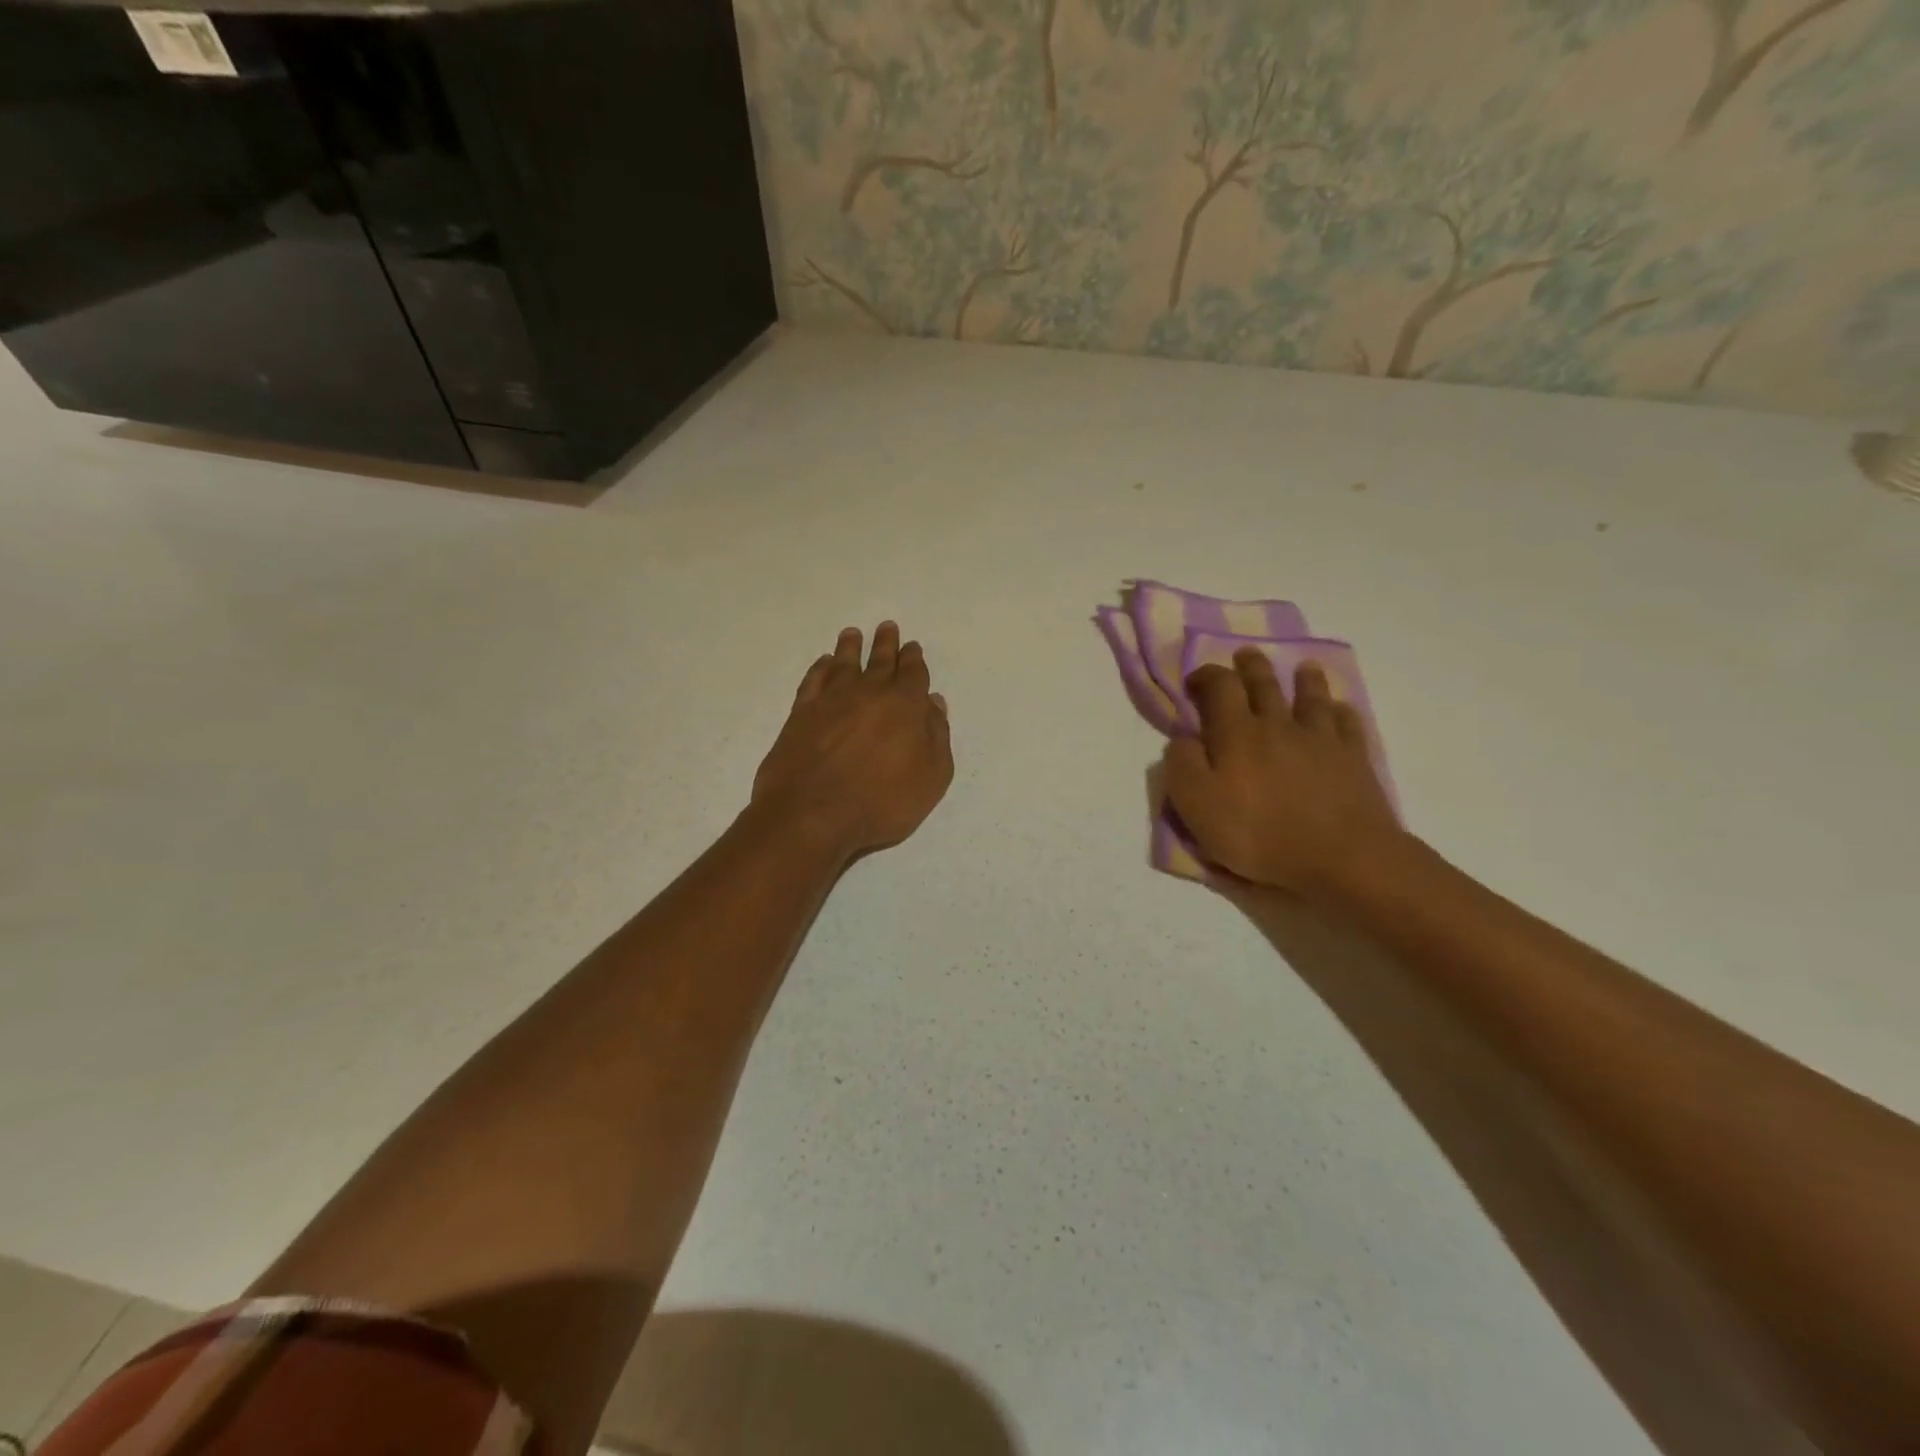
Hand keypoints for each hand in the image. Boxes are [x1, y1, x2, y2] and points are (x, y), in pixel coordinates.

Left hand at [752, 622, 953, 860]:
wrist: (811, 815)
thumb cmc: (881, 802)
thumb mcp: (931, 778)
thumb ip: (937, 737)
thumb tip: (933, 703)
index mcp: (906, 705)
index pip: (913, 673)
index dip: (914, 659)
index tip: (912, 647)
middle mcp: (869, 693)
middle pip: (880, 661)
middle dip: (886, 644)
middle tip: (887, 627)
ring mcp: (831, 700)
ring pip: (845, 663)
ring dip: (851, 647)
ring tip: (853, 634)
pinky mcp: (801, 713)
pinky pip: (814, 679)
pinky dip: (821, 667)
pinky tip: (824, 663)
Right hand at [1164, 649, 1402, 896]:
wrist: (1342, 858)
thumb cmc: (1259, 834)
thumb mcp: (1197, 806)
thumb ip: (1182, 765)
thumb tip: (1182, 738)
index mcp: (1237, 734)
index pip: (1219, 687)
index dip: (1206, 676)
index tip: (1195, 681)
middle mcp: (1278, 725)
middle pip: (1265, 684)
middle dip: (1251, 666)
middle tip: (1246, 654)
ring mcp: (1320, 739)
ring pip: (1311, 697)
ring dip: (1304, 678)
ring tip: (1303, 667)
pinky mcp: (1354, 758)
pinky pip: (1347, 724)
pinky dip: (1341, 711)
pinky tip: (1340, 710)